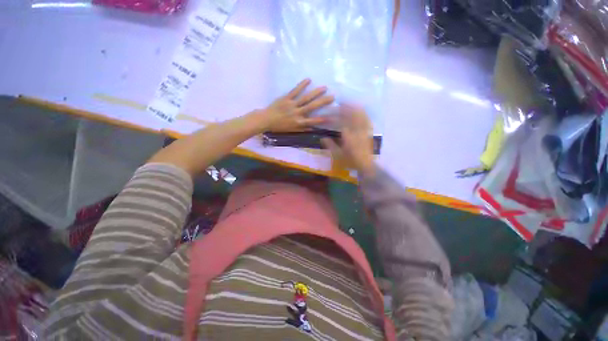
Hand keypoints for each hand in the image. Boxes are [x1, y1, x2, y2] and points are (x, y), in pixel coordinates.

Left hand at [261, 79, 333, 131]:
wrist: (266, 120)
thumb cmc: (280, 127)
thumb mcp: (292, 131)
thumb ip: (303, 129)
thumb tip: (313, 128)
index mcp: (298, 122)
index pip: (313, 121)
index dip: (322, 120)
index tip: (332, 117)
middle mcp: (297, 113)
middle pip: (312, 107)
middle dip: (323, 102)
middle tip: (332, 97)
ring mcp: (292, 104)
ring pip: (305, 98)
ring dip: (315, 93)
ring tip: (324, 87)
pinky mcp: (286, 98)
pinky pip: (295, 91)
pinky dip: (301, 85)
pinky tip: (308, 80)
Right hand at [322, 104, 374, 175]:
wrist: (365, 165)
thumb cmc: (350, 160)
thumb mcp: (338, 154)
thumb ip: (330, 145)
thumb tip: (322, 137)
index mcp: (348, 136)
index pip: (340, 122)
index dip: (334, 116)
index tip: (328, 115)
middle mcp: (357, 131)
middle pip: (352, 114)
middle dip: (346, 107)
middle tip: (339, 103)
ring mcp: (364, 130)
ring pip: (361, 114)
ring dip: (354, 107)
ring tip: (348, 104)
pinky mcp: (368, 132)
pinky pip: (366, 119)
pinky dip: (362, 112)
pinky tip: (359, 111)